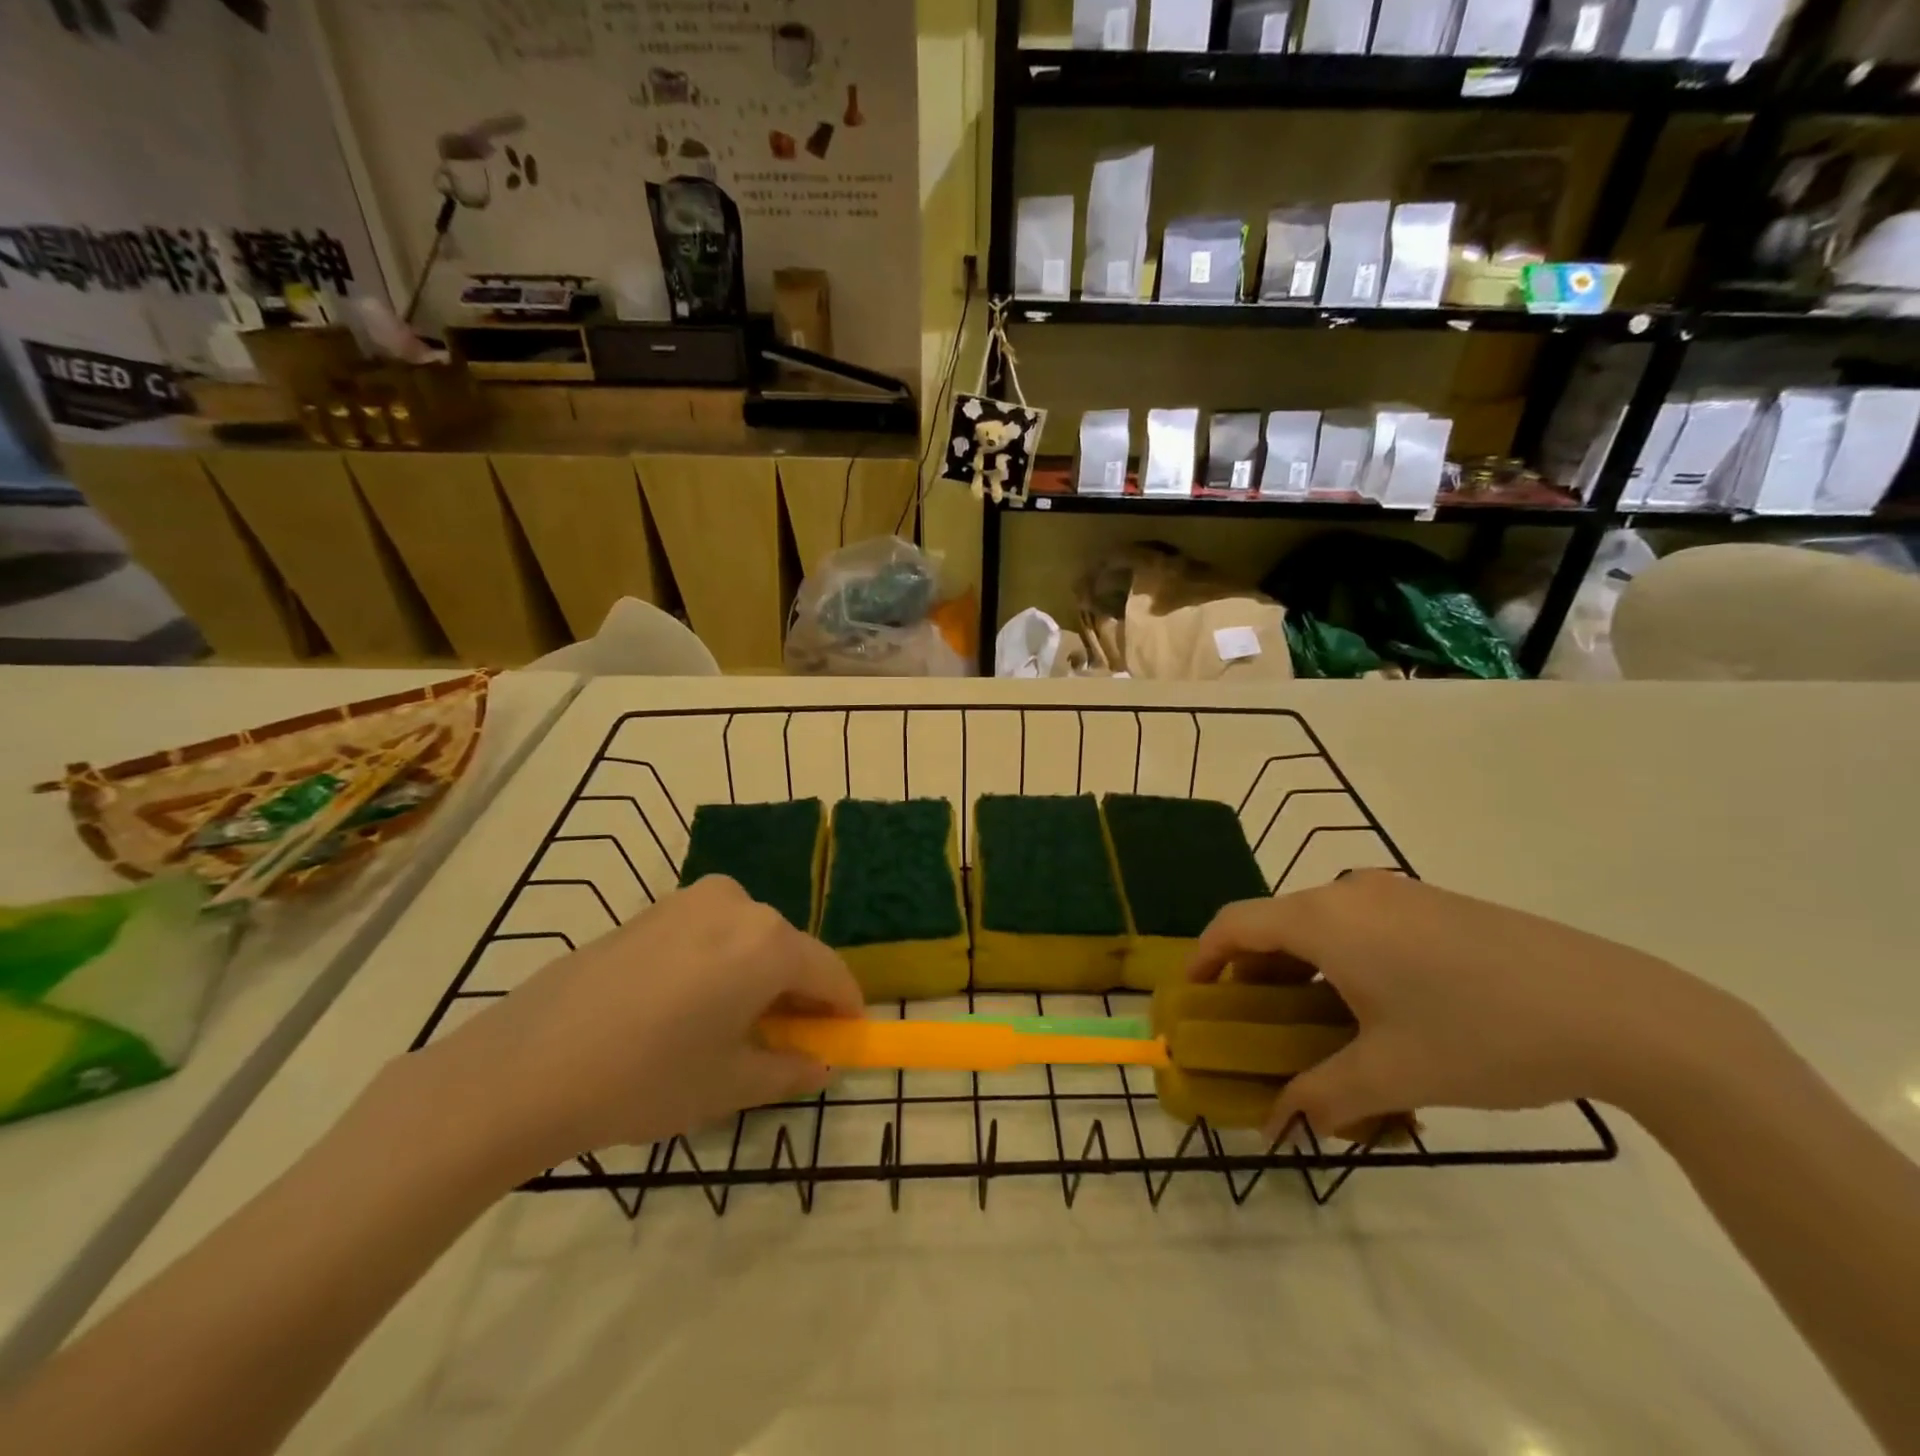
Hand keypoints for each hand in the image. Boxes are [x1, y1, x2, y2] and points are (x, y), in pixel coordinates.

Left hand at [414, 876, 862, 1177]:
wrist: (525, 1066)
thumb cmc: (645, 1078)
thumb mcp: (729, 1085)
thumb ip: (790, 1070)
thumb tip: (821, 1065)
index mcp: (768, 942)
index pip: (829, 973)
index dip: (844, 1009)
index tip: (847, 1038)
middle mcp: (739, 905)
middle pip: (788, 951)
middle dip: (798, 993)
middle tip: (788, 1042)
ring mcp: (690, 900)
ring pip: (749, 938)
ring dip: (758, 976)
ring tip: (734, 1027)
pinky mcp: (653, 908)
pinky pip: (710, 932)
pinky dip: (721, 962)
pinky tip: (689, 1006)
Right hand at [1187, 872, 1747, 1140]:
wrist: (1619, 1010)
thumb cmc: (1481, 1034)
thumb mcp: (1393, 1074)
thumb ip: (1322, 1097)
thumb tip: (1278, 1127)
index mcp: (1325, 920)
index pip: (1235, 924)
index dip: (1203, 956)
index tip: (1193, 995)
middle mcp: (1350, 893)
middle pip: (1277, 924)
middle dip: (1255, 973)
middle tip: (1255, 1024)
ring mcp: (1398, 894)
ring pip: (1323, 926)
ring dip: (1303, 970)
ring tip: (1317, 1025)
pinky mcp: (1436, 905)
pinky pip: (1365, 927)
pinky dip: (1345, 961)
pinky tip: (1379, 1009)